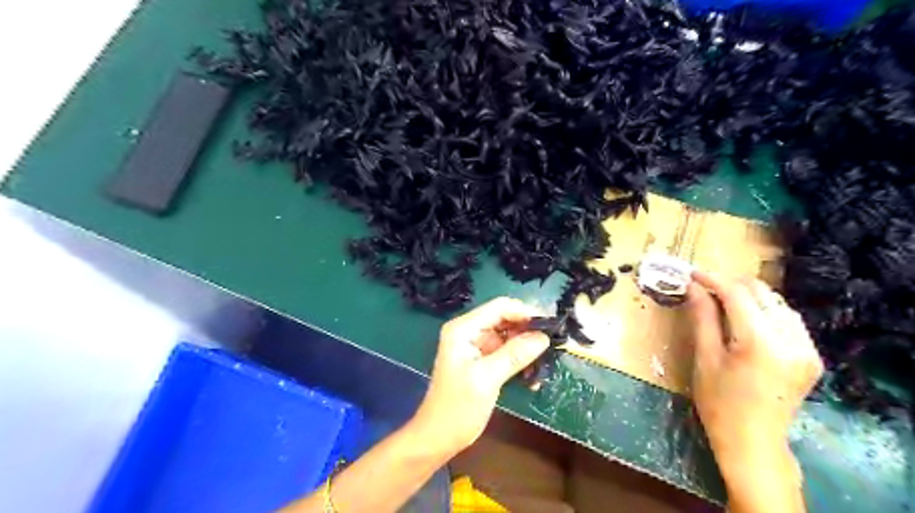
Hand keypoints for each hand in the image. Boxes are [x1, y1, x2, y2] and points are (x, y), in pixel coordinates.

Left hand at [409, 297, 548, 456]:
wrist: (438, 437)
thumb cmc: (457, 407)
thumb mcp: (487, 378)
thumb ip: (515, 355)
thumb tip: (543, 337)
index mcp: (464, 328)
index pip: (500, 307)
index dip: (525, 312)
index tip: (550, 326)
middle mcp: (470, 331)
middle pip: (506, 319)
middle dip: (529, 331)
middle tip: (554, 344)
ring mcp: (477, 346)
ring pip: (509, 336)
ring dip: (527, 348)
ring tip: (545, 364)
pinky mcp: (483, 360)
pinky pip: (507, 352)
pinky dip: (521, 361)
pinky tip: (532, 378)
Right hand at [691, 273, 826, 483]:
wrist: (753, 441)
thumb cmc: (719, 402)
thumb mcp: (705, 358)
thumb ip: (702, 317)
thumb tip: (693, 287)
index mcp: (760, 342)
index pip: (737, 294)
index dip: (713, 279)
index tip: (691, 274)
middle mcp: (791, 339)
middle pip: (761, 292)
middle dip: (731, 285)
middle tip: (704, 288)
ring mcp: (807, 348)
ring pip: (777, 303)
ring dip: (750, 297)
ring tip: (723, 303)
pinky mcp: (812, 356)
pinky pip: (789, 320)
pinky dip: (766, 312)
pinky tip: (748, 320)